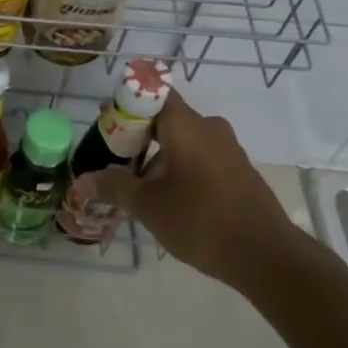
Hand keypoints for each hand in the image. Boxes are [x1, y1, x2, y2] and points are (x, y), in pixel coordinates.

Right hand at [88, 91, 295, 286]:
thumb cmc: (200, 219)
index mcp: (186, 124)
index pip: (153, 92)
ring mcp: (228, 149)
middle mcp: (209, 127)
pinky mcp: (239, 171)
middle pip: (166, 119)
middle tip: (115, 163)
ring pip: (184, 141)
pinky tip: (170, 201)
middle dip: (138, 137)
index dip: (127, 102)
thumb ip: (114, 187)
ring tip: (139, 190)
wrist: (266, 255)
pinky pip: (201, 158)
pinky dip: (181, 170)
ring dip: (159, 158)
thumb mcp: (148, 205)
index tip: (107, 125)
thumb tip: (81, 181)